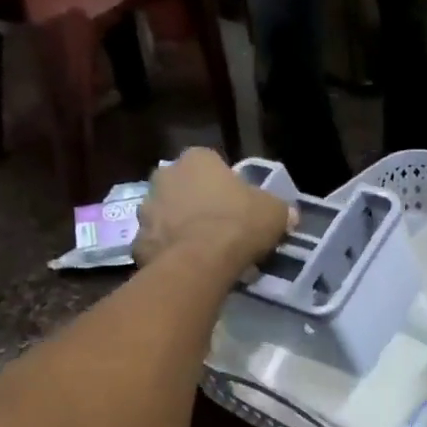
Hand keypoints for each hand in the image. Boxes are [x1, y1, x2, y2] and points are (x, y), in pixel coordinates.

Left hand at [133, 148, 293, 271]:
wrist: (200, 262)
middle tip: (222, 228)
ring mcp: (146, 208)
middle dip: (199, 203)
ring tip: (206, 252)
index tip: (239, 206)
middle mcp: (165, 175)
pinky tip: (190, 267)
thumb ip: (280, 209)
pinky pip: (159, 245)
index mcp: (197, 159)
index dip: (227, 186)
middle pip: (185, 188)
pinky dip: (171, 253)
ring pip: (168, 216)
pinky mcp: (138, 241)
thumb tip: (288, 215)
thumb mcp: (275, 212)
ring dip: (182, 228)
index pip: (212, 164)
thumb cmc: (239, 224)